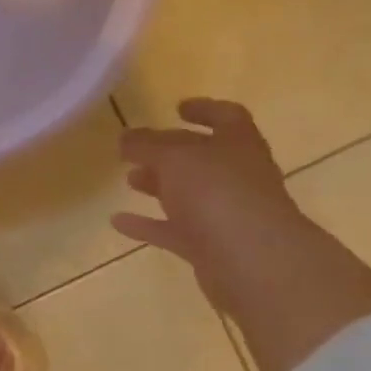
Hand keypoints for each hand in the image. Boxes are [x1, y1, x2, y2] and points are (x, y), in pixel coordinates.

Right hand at [114, 99, 310, 311]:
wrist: (252, 262)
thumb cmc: (217, 194)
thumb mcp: (175, 158)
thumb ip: (147, 145)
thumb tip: (126, 138)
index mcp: (238, 145)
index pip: (226, 118)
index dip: (204, 109)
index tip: (176, 108)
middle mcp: (236, 176)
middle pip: (202, 158)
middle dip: (170, 152)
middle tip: (136, 149)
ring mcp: (225, 213)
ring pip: (188, 194)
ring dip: (159, 185)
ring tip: (128, 180)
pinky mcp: (210, 247)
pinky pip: (174, 230)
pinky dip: (148, 224)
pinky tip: (118, 221)